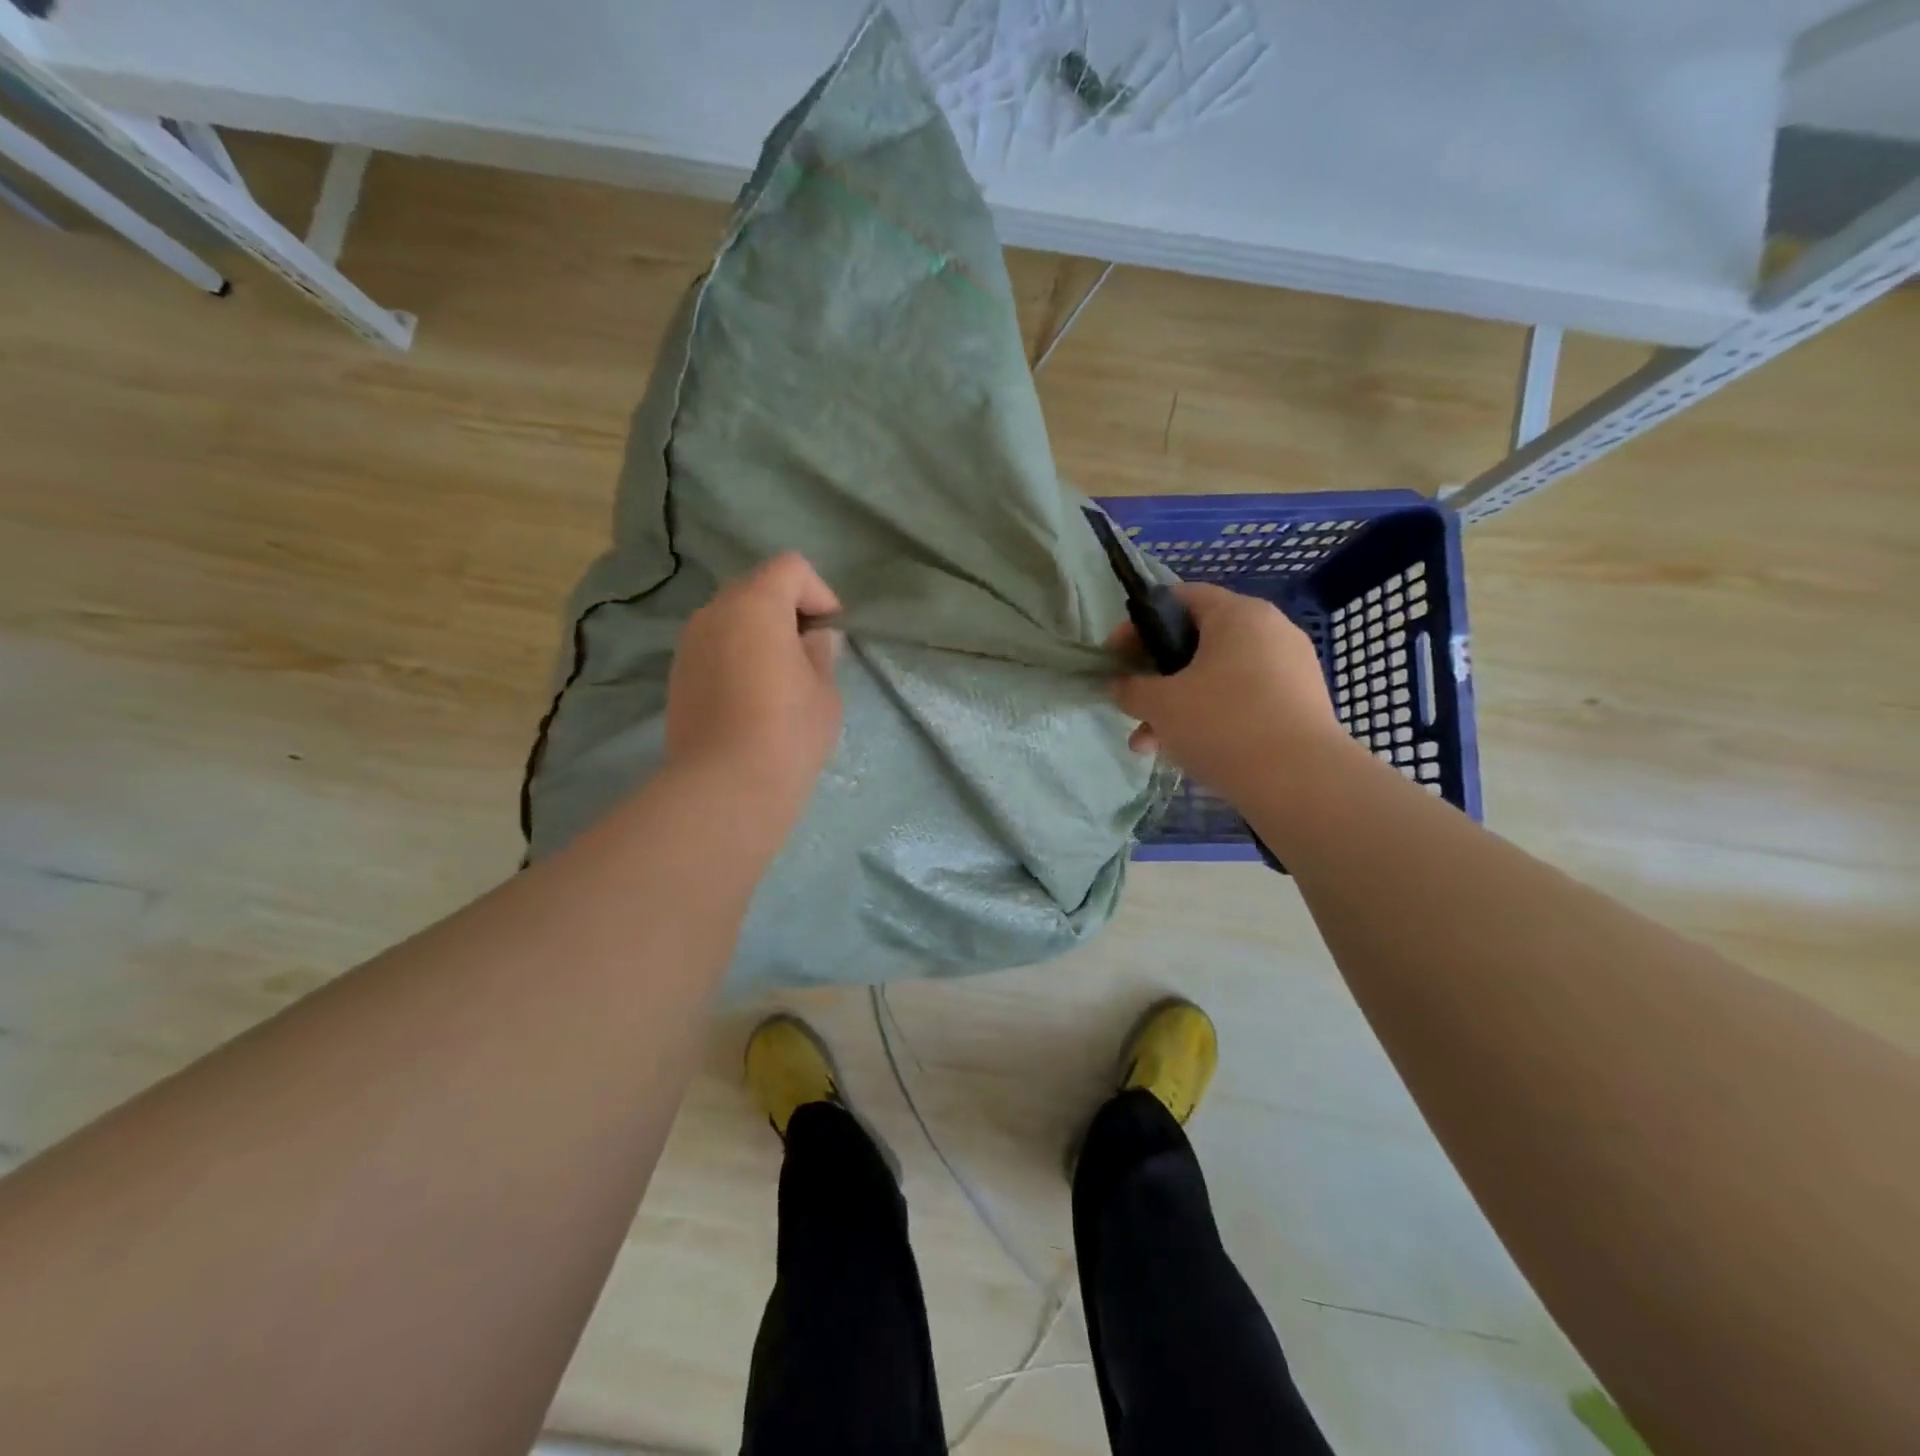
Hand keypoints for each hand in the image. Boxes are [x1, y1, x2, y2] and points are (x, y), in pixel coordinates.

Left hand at [666, 553, 843, 823]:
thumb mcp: (824, 690)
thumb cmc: (788, 732)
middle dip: (786, 609)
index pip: (789, 567)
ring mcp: (689, 644)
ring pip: (730, 618)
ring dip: (758, 632)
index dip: (818, 591)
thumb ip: (821, 653)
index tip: (831, 630)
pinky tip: (751, 696)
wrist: (726, 786)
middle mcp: (714, 613)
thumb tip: (815, 639)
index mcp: (755, 605)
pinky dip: (736, 655)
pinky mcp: (677, 676)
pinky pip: (713, 647)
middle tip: (808, 650)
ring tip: (780, 675)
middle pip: (755, 588)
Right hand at [1111, 584, 1344, 800]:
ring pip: (1218, 679)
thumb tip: (1119, 685)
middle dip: (1157, 678)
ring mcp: (1290, 668)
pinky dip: (1213, 718)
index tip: (1116, 657)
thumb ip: (1131, 689)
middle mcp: (1270, 630)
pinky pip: (1243, 700)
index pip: (1180, 598)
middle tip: (1133, 706)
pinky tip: (1189, 752)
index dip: (1140, 625)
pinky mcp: (1301, 704)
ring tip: (1151, 746)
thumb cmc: (1222, 724)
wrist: (1300, 781)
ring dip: (1178, 707)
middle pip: (1197, 644)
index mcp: (1238, 614)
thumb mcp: (1161, 705)